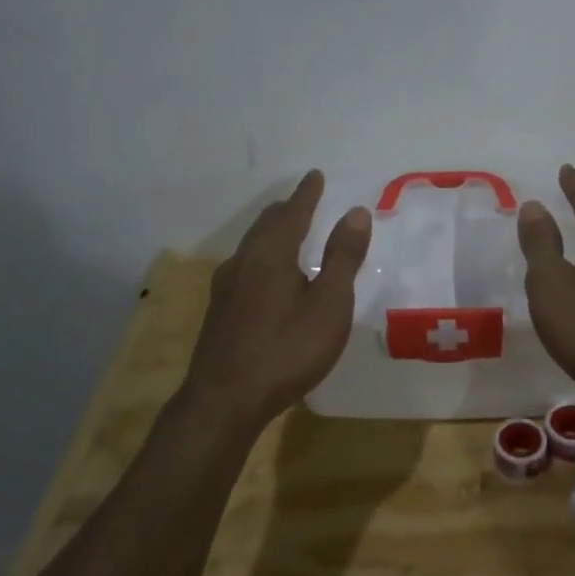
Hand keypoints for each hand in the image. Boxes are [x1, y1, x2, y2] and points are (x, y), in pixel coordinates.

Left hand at [181, 170, 371, 423]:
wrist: (225, 400)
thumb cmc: (287, 349)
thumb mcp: (329, 304)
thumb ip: (343, 257)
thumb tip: (355, 212)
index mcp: (272, 253)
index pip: (293, 213)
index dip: (307, 194)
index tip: (314, 175)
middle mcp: (244, 262)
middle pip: (266, 225)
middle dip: (286, 210)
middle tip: (301, 200)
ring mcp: (226, 287)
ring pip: (251, 247)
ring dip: (271, 232)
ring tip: (285, 232)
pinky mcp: (219, 312)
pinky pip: (244, 267)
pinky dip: (261, 256)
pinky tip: (263, 276)